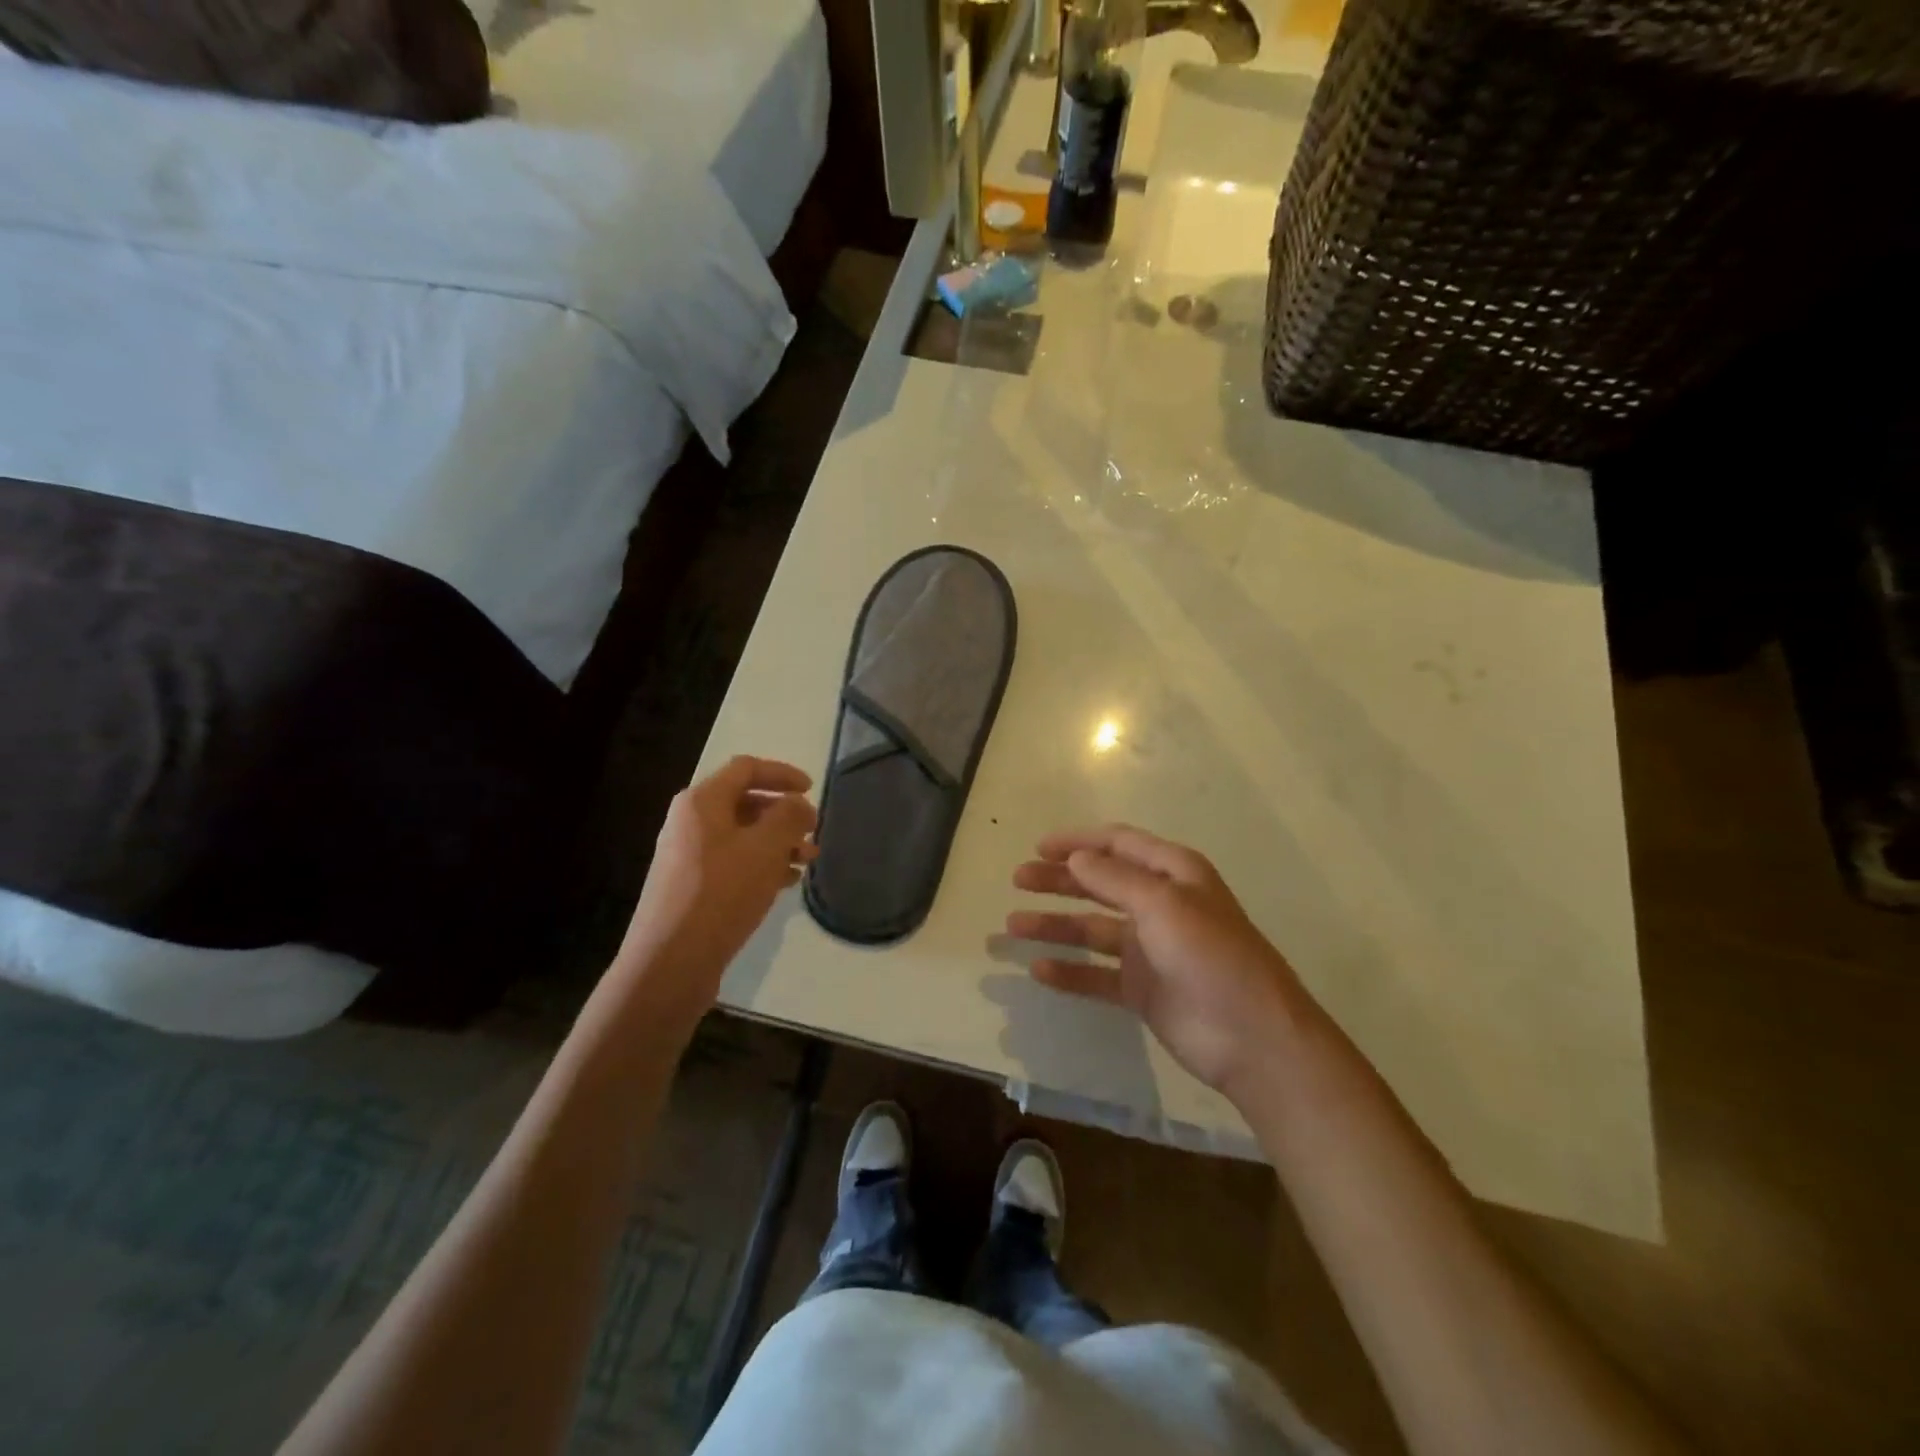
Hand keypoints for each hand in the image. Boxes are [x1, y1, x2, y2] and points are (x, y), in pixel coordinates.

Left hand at [611, 757, 817, 1023]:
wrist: (671, 962)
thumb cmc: (722, 893)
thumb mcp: (766, 848)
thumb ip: (789, 817)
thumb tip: (797, 804)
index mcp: (702, 802)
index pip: (746, 769)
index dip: (782, 773)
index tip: (813, 789)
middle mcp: (690, 822)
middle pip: (745, 802)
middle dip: (784, 814)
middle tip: (813, 831)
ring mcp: (688, 856)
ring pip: (742, 836)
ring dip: (778, 842)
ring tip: (808, 861)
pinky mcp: (692, 887)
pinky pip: (734, 863)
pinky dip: (762, 865)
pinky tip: (786, 882)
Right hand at [1007, 825, 1313, 1098]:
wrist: (1253, 1039)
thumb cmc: (1211, 956)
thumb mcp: (1163, 904)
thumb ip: (1115, 879)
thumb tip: (1076, 858)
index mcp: (1173, 874)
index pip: (1118, 845)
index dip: (1079, 842)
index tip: (1038, 847)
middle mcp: (1160, 905)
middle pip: (1099, 884)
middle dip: (1059, 880)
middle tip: (1018, 880)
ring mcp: (1150, 949)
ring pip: (1092, 929)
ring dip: (1055, 925)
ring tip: (1013, 926)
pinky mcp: (1142, 989)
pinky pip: (1097, 974)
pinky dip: (1069, 971)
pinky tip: (1038, 970)